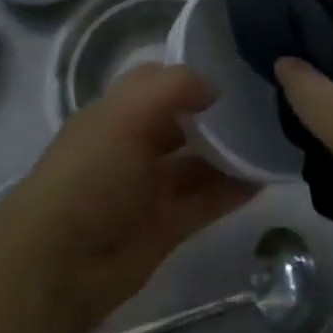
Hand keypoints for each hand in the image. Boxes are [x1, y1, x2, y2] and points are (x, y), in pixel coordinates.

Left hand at [0, 64, 254, 332]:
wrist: (59, 265)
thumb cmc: (90, 174)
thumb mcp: (125, 115)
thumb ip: (172, 88)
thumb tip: (213, 87)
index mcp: (114, 115)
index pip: (156, 84)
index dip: (190, 76)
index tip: (234, 68)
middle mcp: (131, 147)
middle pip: (180, 124)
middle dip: (215, 115)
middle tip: (264, 103)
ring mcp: (148, 189)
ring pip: (197, 164)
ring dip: (230, 153)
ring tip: (272, 139)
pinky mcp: (166, 228)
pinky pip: (206, 201)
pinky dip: (233, 190)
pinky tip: (264, 177)